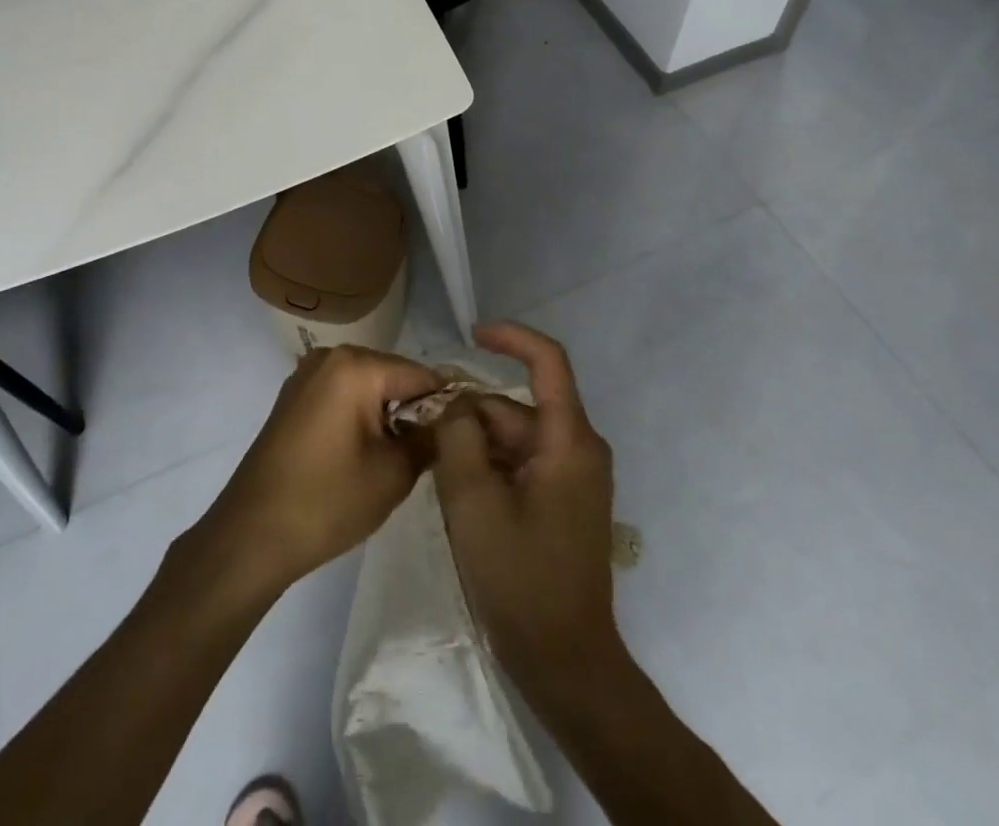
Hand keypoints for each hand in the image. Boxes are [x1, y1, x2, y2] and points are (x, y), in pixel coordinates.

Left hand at [193, 345, 438, 597]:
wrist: (250, 536)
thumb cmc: (326, 501)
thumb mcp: (393, 474)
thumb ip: (430, 439)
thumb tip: (452, 423)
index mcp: (356, 365)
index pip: (421, 375)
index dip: (447, 405)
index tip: (464, 435)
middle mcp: (331, 356)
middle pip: (393, 375)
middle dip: (416, 409)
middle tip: (433, 451)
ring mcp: (307, 375)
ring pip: (369, 386)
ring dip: (388, 414)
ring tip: (402, 456)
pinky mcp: (295, 397)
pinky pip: (343, 395)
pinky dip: (362, 416)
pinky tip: (367, 452)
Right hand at [433, 322, 620, 688]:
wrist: (565, 663)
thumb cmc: (520, 579)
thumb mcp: (473, 501)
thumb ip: (456, 437)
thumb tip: (451, 401)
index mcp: (569, 440)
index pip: (548, 360)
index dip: (511, 337)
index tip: (471, 334)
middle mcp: (578, 448)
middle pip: (517, 407)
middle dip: (470, 413)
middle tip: (421, 432)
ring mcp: (572, 476)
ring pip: (514, 436)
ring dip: (474, 444)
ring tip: (434, 469)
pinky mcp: (563, 499)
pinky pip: (521, 462)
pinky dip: (488, 466)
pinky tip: (457, 491)